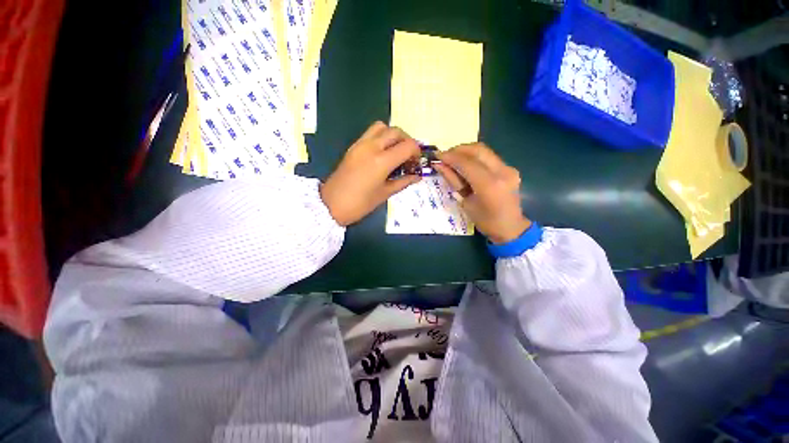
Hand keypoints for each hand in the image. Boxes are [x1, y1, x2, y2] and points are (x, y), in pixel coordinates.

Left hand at [321, 122, 421, 225]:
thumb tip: (417, 176)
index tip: (416, 162)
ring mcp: (360, 144)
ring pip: (382, 127)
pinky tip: (382, 153)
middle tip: (408, 156)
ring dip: (393, 135)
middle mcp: (371, 147)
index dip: (416, 152)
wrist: (331, 204)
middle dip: (407, 140)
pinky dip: (381, 137)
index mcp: (382, 161)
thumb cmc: (360, 203)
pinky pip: (370, 133)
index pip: (407, 145)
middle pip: (396, 131)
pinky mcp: (353, 146)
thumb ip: (403, 182)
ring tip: (395, 151)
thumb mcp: (385, 194)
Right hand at [434, 143, 530, 243]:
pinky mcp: (509, 168)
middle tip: (445, 156)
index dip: (450, 157)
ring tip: (453, 159)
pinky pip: (489, 156)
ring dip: (466, 151)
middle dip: (458, 150)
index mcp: (489, 186)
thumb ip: (453, 181)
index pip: (467, 163)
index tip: (436, 155)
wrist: (511, 227)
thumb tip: (439, 165)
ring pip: (484, 150)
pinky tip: (466, 164)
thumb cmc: (485, 221)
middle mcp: (502, 172)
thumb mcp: (465, 203)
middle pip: (477, 150)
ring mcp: (508, 168)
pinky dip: (474, 157)